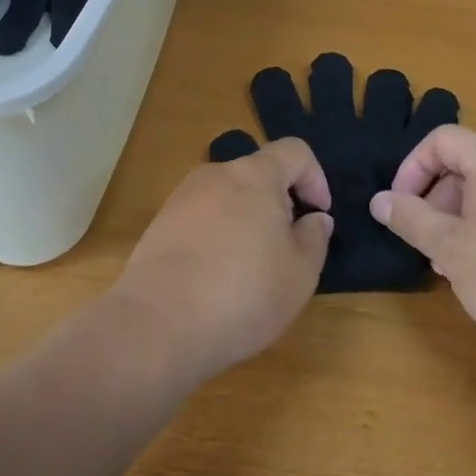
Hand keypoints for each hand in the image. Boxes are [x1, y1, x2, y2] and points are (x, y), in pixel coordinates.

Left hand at [110, 138, 334, 381]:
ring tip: (251, 267)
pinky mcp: (160, 224)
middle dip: (280, 202)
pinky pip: (202, 217)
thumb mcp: (300, 274)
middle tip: (287, 247)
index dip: (315, 178)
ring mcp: (182, 197)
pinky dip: (218, 235)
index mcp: (255, 175)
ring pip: (228, 196)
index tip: (318, 216)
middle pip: (259, 172)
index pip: (294, 151)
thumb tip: (314, 218)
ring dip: (247, 219)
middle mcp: (217, 174)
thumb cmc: (242, 294)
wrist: (157, 325)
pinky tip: (216, 277)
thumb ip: (315, 237)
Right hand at [370, 126, 475, 364]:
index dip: (411, 169)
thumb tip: (379, 200)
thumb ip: (410, 218)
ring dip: (459, 218)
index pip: (441, 140)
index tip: (400, 208)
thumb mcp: (449, 249)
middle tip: (425, 242)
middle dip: (435, 198)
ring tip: (452, 264)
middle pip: (465, 163)